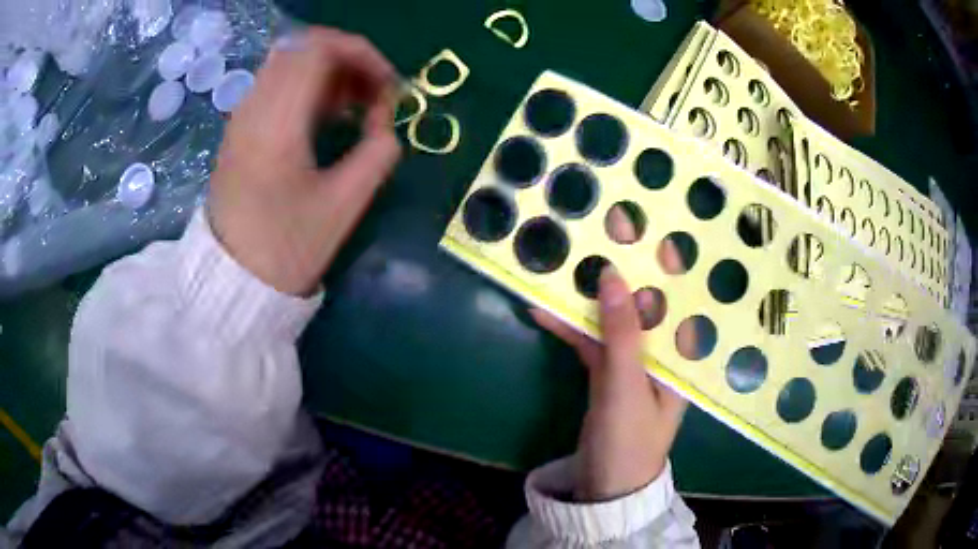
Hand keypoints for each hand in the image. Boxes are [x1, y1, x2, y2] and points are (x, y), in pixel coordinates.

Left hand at [208, 28, 401, 295]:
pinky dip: (307, 86)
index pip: (320, 49)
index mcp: (277, 122)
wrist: (232, 279)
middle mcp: (254, 107)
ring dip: (328, 72)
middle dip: (348, 60)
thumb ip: (378, 152)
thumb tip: (385, 118)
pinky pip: (276, 84)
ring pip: (289, 62)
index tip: (389, 87)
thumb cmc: (287, 248)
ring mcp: (242, 115)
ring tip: (353, 106)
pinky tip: (323, 118)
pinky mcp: (239, 128)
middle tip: (373, 94)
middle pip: (304, 47)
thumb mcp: (345, 206)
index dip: (364, 55)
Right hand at [530, 208, 692, 500]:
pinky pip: (590, 343)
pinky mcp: (606, 375)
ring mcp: (632, 363)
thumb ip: (622, 333)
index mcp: (681, 353)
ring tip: (568, 256)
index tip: (647, 224)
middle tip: (603, 226)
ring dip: (589, 294)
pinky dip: (569, 328)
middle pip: (644, 301)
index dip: (666, 259)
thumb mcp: (626, 387)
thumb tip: (612, 273)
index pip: (679, 297)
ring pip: (613, 318)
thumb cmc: (628, 442)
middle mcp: (661, 352)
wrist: (605, 489)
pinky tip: (542, 310)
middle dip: (624, 267)